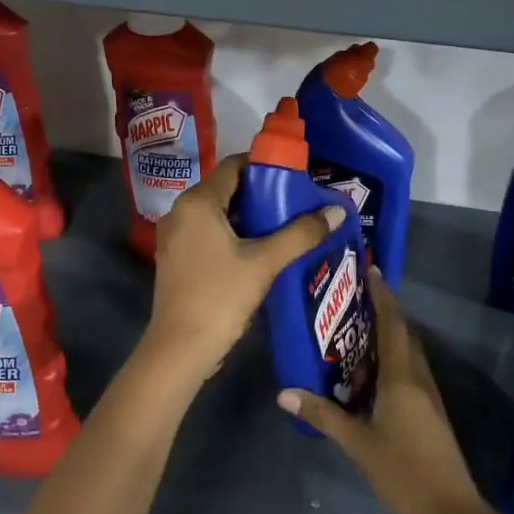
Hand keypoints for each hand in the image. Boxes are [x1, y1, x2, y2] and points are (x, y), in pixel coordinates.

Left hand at [141, 154, 345, 384]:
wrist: (180, 348)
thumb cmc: (221, 297)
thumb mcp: (266, 262)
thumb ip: (301, 233)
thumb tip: (338, 211)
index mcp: (198, 202)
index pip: (234, 166)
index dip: (266, 166)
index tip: (297, 176)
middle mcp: (180, 211)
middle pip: (227, 189)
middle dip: (262, 193)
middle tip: (298, 202)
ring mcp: (175, 236)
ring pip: (218, 213)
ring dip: (249, 216)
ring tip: (285, 224)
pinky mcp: (176, 258)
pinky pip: (208, 233)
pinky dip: (233, 234)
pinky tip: (260, 249)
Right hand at [280, 269, 501, 513]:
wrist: (452, 512)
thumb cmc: (403, 473)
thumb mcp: (358, 445)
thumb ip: (324, 416)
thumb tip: (285, 392)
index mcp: (402, 378)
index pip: (392, 325)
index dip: (382, 296)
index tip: (370, 270)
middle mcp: (418, 378)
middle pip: (403, 334)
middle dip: (384, 310)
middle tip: (355, 296)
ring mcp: (428, 396)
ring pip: (408, 353)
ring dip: (389, 335)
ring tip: (357, 327)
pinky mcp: (430, 412)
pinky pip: (409, 372)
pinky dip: (391, 360)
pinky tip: (370, 372)